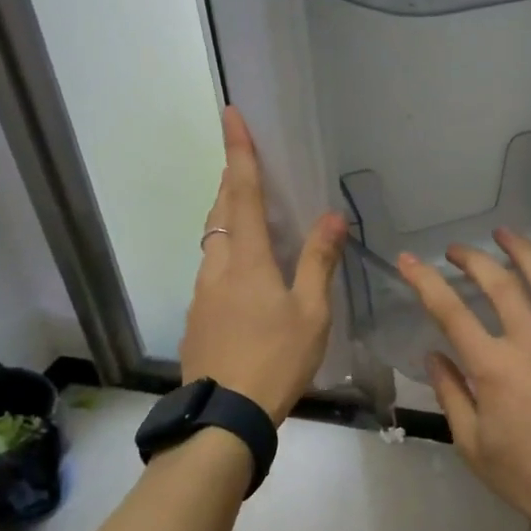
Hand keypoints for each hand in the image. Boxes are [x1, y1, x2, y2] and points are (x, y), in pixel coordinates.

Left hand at [181, 107, 345, 421]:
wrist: (225, 417)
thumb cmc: (276, 359)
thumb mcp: (311, 312)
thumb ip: (319, 261)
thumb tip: (333, 216)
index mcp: (247, 259)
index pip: (243, 191)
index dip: (239, 151)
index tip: (230, 113)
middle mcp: (217, 267)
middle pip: (220, 211)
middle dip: (231, 181)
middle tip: (245, 163)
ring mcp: (202, 294)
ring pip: (212, 242)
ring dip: (227, 218)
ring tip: (248, 215)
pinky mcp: (197, 318)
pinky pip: (211, 270)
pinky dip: (226, 254)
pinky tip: (244, 277)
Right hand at [398, 229, 530, 530]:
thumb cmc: (523, 474)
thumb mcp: (471, 442)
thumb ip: (450, 392)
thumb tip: (434, 353)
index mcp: (494, 369)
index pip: (452, 313)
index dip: (426, 282)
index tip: (408, 260)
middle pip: (501, 286)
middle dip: (474, 259)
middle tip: (457, 249)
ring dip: (524, 254)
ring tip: (506, 234)